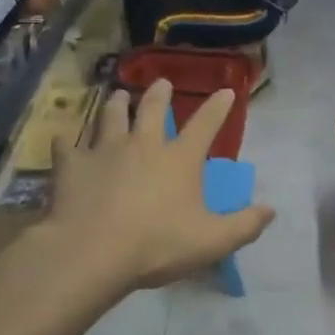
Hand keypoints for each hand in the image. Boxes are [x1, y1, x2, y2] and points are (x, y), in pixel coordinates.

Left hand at [46, 79, 273, 294]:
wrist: (92, 251)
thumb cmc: (157, 245)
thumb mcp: (213, 241)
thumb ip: (245, 225)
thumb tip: (270, 210)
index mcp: (180, 159)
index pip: (205, 124)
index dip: (218, 107)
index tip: (226, 91)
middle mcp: (144, 144)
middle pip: (153, 108)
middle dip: (160, 93)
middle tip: (162, 83)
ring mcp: (105, 150)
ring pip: (111, 116)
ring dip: (116, 104)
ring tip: (117, 95)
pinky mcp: (73, 164)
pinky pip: (67, 145)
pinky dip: (67, 142)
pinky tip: (64, 141)